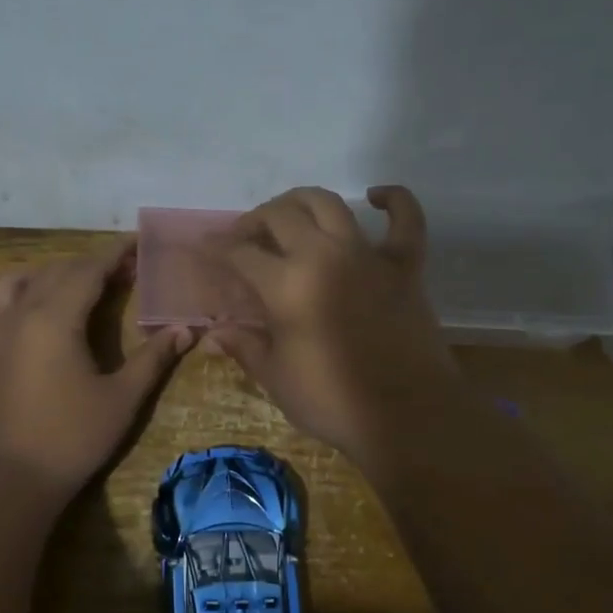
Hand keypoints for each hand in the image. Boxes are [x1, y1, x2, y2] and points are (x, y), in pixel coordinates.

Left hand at [0, 240, 193, 500]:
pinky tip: (8, 316)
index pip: (88, 270)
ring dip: (40, 275)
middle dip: (86, 265)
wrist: (4, 482)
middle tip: (117, 273)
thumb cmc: (69, 440)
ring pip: (8, 283)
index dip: (114, 255)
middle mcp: (17, 314)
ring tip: (63, 287)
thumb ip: (153, 359)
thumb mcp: (121, 400)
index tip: (135, 245)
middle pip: (52, 271)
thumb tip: (185, 329)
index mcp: (55, 318)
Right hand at [208, 186, 466, 463]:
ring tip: (289, 216)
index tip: (206, 248)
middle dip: (254, 221)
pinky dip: (394, 200)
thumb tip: (212, 335)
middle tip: (245, 239)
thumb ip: (244, 347)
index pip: (240, 254)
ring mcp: (368, 256)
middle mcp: (324, 255)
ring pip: (330, 204)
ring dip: (302, 202)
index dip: (218, 249)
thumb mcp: (276, 378)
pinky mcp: (405, 265)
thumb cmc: (333, 401)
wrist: (407, 416)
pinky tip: (376, 196)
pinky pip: (406, 219)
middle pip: (280, 216)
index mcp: (286, 284)